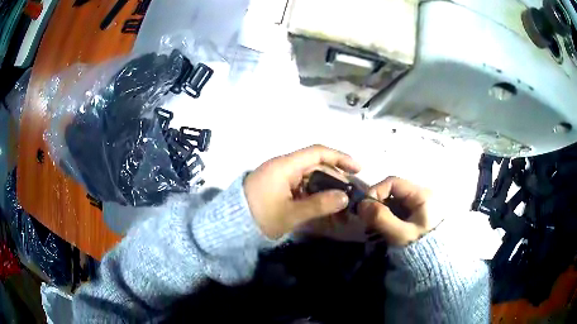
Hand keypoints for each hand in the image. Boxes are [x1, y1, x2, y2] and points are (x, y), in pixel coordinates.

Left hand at [244, 145, 360, 238]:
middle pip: (316, 167)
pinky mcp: (278, 187)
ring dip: (325, 192)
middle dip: (336, 181)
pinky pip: (300, 188)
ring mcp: (280, 177)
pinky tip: (323, 210)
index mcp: (285, 166)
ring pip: (310, 179)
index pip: (317, 153)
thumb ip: (319, 205)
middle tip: (350, 198)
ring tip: (339, 209)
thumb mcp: (291, 214)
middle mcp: (284, 167)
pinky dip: (313, 197)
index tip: (357, 169)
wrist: (230, 226)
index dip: (340, 158)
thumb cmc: (259, 217)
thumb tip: (345, 197)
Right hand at [358, 177, 436, 245]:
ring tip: (373, 228)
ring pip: (394, 203)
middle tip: (367, 221)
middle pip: (393, 192)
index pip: (393, 182)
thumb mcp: (400, 234)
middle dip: (377, 204)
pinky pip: (398, 212)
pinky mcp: (417, 217)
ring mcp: (420, 207)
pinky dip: (387, 219)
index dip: (375, 191)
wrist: (434, 267)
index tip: (364, 208)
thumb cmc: (420, 249)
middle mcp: (422, 196)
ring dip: (381, 213)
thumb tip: (361, 204)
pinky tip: (383, 231)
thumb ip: (381, 218)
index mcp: (422, 195)